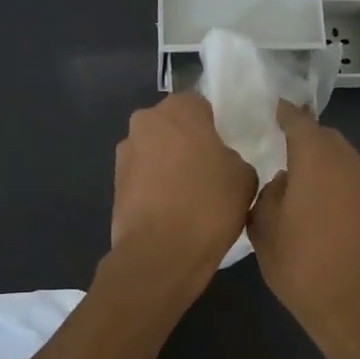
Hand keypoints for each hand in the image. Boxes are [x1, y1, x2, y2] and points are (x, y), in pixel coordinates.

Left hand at [111, 92, 256, 284]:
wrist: (161, 253)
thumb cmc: (208, 204)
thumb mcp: (245, 177)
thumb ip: (233, 158)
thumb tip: (221, 162)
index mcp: (179, 109)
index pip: (200, 104)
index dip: (213, 126)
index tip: (223, 149)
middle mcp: (145, 121)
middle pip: (172, 125)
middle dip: (186, 141)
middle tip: (208, 170)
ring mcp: (125, 153)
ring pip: (154, 150)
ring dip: (167, 164)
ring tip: (188, 195)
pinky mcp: (114, 183)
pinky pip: (142, 176)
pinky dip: (154, 187)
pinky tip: (171, 210)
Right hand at [248, 104, 359, 344]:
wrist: (357, 306)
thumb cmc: (302, 265)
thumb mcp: (265, 229)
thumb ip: (269, 195)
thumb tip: (283, 182)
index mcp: (317, 158)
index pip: (298, 120)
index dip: (283, 112)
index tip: (269, 108)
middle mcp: (347, 161)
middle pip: (323, 136)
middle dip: (303, 136)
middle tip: (278, 145)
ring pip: (340, 157)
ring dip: (320, 160)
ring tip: (296, 177)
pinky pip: (350, 179)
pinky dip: (334, 180)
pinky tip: (317, 202)